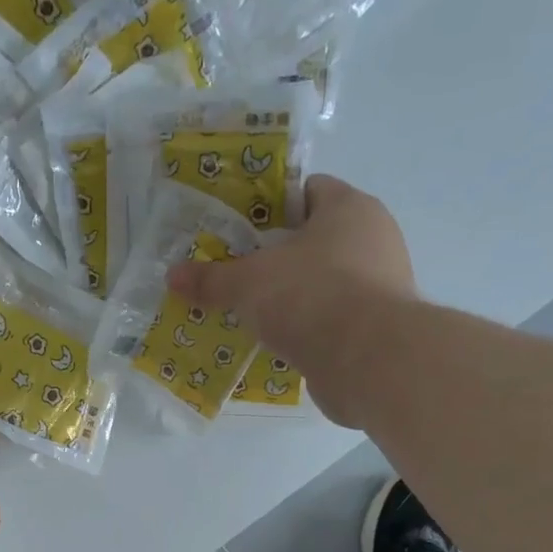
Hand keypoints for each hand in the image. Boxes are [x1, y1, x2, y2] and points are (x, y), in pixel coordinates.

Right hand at [166, 175, 418, 426]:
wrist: (367, 360)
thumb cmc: (310, 295)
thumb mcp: (248, 282)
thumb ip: (211, 278)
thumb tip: (172, 276)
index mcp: (350, 208)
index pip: (308, 191)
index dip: (271, 207)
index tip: (239, 231)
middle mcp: (374, 239)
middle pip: (316, 240)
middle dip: (277, 257)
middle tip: (238, 274)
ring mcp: (381, 286)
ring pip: (324, 282)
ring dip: (292, 297)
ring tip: (251, 313)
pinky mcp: (376, 329)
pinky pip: (332, 319)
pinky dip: (307, 328)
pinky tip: (277, 343)